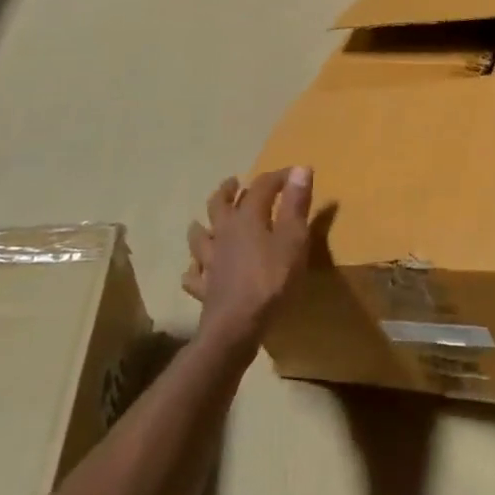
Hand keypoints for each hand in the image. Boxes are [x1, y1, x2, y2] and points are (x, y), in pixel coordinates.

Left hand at [183, 167, 314, 351]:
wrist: (237, 327)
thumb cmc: (271, 280)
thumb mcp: (294, 239)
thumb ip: (296, 204)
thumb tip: (300, 167)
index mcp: (247, 218)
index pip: (261, 187)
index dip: (277, 177)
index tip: (293, 174)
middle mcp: (224, 233)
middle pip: (219, 205)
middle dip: (228, 191)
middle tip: (233, 183)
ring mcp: (210, 261)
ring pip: (199, 237)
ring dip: (202, 226)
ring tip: (204, 223)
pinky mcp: (204, 288)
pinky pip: (194, 275)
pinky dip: (194, 269)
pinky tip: (195, 270)